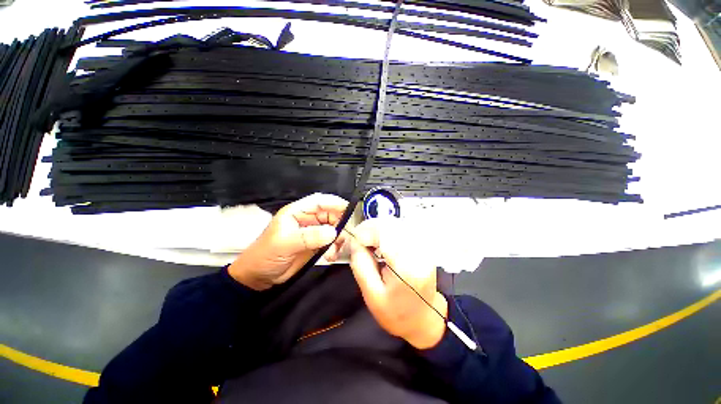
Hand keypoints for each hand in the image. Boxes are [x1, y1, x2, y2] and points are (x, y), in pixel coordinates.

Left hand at [228, 193, 347, 290]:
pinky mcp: (316, 245)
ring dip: (338, 239)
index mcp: (297, 212)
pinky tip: (331, 256)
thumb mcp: (285, 244)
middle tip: (342, 237)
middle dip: (339, 225)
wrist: (258, 277)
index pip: (318, 202)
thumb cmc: (266, 255)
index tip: (348, 209)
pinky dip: (335, 248)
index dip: (334, 203)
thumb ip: (309, 237)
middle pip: (330, 215)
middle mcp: (307, 220)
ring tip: (333, 252)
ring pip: (333, 229)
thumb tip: (333, 232)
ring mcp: (313, 233)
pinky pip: (332, 242)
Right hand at [345, 218, 447, 349]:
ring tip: (370, 241)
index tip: (355, 238)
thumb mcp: (371, 294)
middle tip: (360, 239)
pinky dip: (388, 230)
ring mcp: (424, 247)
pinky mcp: (423, 245)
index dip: (366, 231)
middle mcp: (419, 252)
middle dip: (371, 227)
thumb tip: (355, 240)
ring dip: (380, 228)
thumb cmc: (396, 312)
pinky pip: (403, 227)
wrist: (424, 318)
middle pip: (392, 224)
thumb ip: (360, 264)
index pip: (386, 233)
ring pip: (397, 223)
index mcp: (406, 267)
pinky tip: (382, 241)